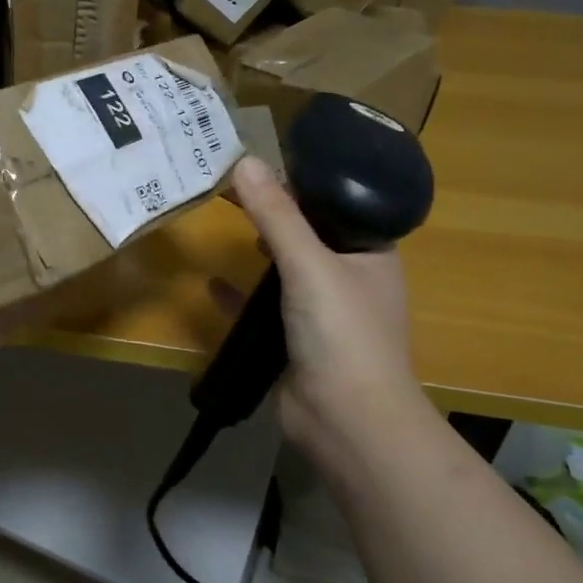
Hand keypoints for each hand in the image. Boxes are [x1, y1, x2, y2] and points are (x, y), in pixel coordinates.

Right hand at [229, 156, 424, 458]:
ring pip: (284, 272)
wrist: (346, 421)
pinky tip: (212, 284)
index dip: (297, 183)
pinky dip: (240, 296)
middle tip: (227, 187)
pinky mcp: (295, 342)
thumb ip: (276, 215)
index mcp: (370, 253)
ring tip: (222, 222)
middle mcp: (350, 279)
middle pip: (305, 235)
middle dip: (269, 214)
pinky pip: (263, 309)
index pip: (333, 205)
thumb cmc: (341, 332)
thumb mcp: (309, 264)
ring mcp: (322, 314)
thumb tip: (244, 161)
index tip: (256, 163)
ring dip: (256, 252)